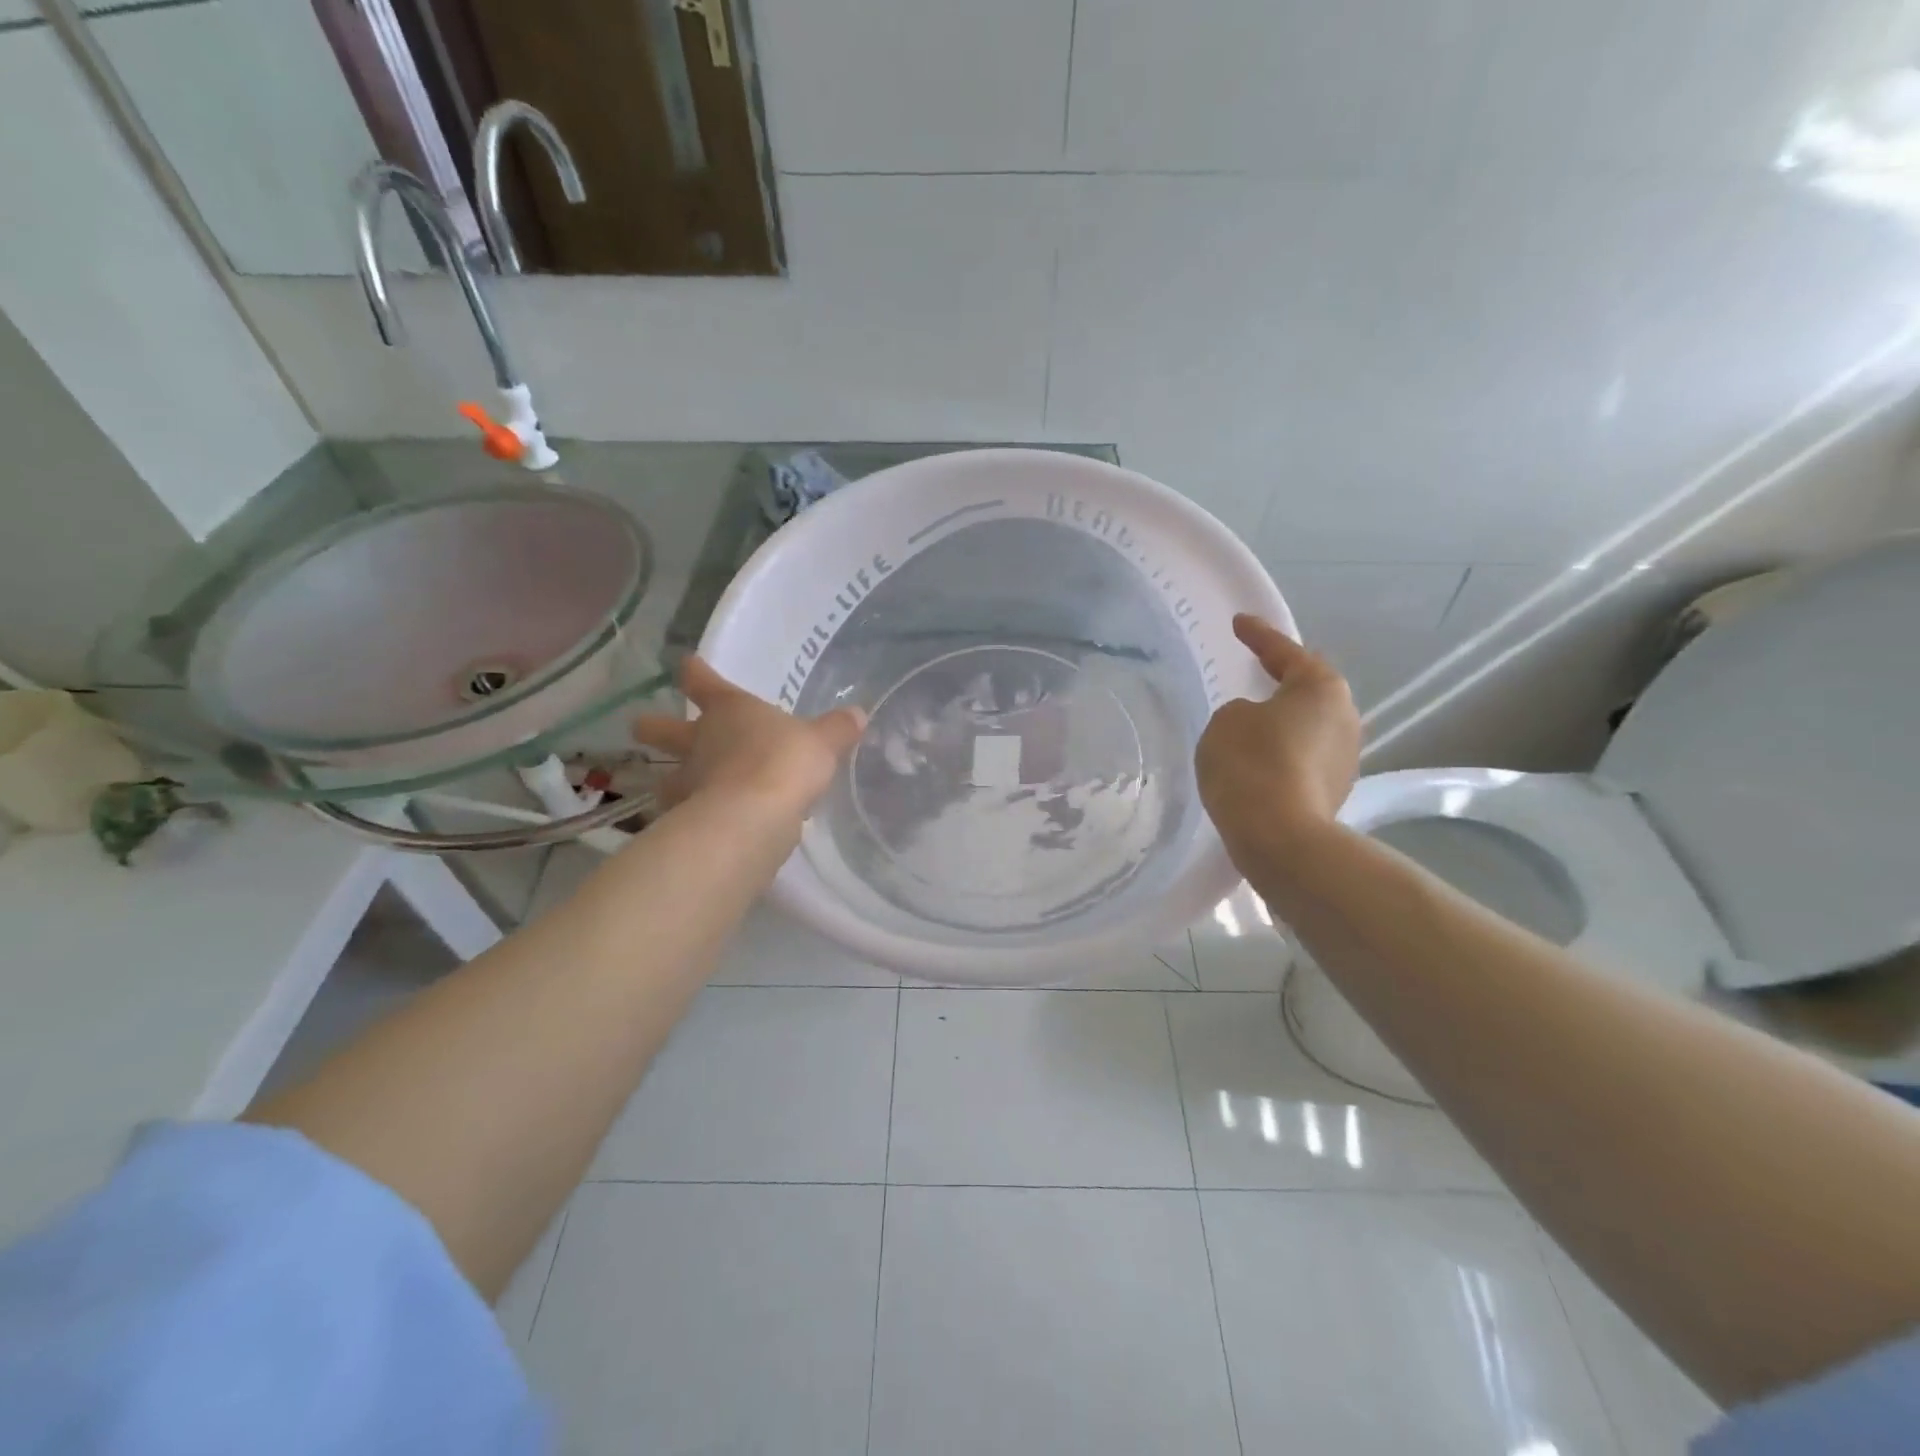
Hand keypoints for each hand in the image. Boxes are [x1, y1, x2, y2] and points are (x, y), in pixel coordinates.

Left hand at [632, 657, 865, 816]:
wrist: (753, 816)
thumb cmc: (785, 761)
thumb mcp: (822, 742)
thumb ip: (837, 729)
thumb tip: (858, 714)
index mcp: (729, 710)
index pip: (703, 682)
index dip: (696, 673)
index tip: (686, 665)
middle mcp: (700, 741)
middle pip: (664, 729)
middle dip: (653, 726)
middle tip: (641, 725)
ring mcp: (689, 781)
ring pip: (666, 776)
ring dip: (668, 780)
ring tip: (674, 787)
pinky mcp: (689, 819)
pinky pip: (686, 814)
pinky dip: (691, 817)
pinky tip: (704, 825)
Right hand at [1195, 614, 1360, 865]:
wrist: (1279, 838)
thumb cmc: (1251, 764)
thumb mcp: (1226, 721)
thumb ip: (1240, 711)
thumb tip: (1257, 724)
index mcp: (1321, 688)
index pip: (1285, 652)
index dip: (1258, 636)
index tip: (1239, 623)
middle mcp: (1345, 717)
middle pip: (1307, 691)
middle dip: (1279, 684)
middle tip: (1251, 675)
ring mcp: (1346, 759)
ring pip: (1306, 729)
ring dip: (1280, 726)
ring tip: (1248, 728)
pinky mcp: (1334, 793)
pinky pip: (1301, 761)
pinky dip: (1280, 757)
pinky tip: (1256, 765)